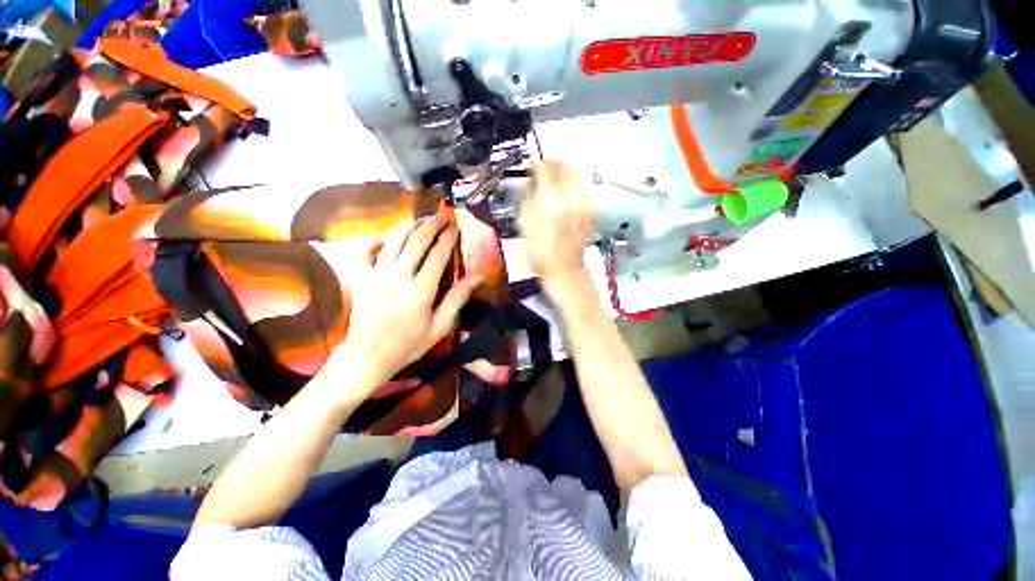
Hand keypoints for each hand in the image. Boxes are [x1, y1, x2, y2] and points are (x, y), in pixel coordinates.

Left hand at [340, 215, 481, 389]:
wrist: (366, 357)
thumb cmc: (408, 345)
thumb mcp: (439, 327)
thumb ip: (457, 299)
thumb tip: (477, 278)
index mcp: (420, 291)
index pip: (437, 255)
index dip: (448, 238)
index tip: (455, 227)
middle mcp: (398, 277)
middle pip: (416, 241)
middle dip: (431, 225)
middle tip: (442, 216)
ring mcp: (376, 275)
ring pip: (394, 240)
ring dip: (410, 225)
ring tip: (422, 219)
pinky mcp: (361, 277)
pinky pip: (367, 250)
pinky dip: (379, 238)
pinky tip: (389, 235)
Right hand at [519, 162, 595, 284]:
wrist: (563, 271)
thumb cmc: (544, 256)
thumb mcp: (525, 225)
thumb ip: (529, 199)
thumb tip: (533, 184)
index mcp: (550, 203)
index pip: (545, 168)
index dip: (536, 165)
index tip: (532, 168)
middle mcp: (570, 201)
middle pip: (565, 166)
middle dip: (553, 165)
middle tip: (544, 170)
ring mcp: (583, 206)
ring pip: (577, 175)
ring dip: (564, 175)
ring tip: (553, 183)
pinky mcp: (590, 213)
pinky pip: (582, 190)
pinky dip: (573, 188)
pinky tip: (564, 197)